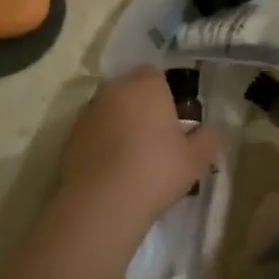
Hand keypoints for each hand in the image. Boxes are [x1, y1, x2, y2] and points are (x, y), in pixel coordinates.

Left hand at [59, 68, 218, 226]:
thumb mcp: (197, 159)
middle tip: (157, 138)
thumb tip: (209, 130)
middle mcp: (113, 90)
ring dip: (120, 124)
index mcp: (146, 85)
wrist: (102, 203)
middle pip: (131, 90)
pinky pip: (94, 132)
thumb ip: (208, 138)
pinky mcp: (70, 137)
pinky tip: (113, 170)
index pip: (156, 74)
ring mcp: (88, 113)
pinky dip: (103, 143)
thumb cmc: (156, 171)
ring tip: (133, 157)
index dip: (166, 94)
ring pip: (110, 111)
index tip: (174, 119)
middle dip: (142, 107)